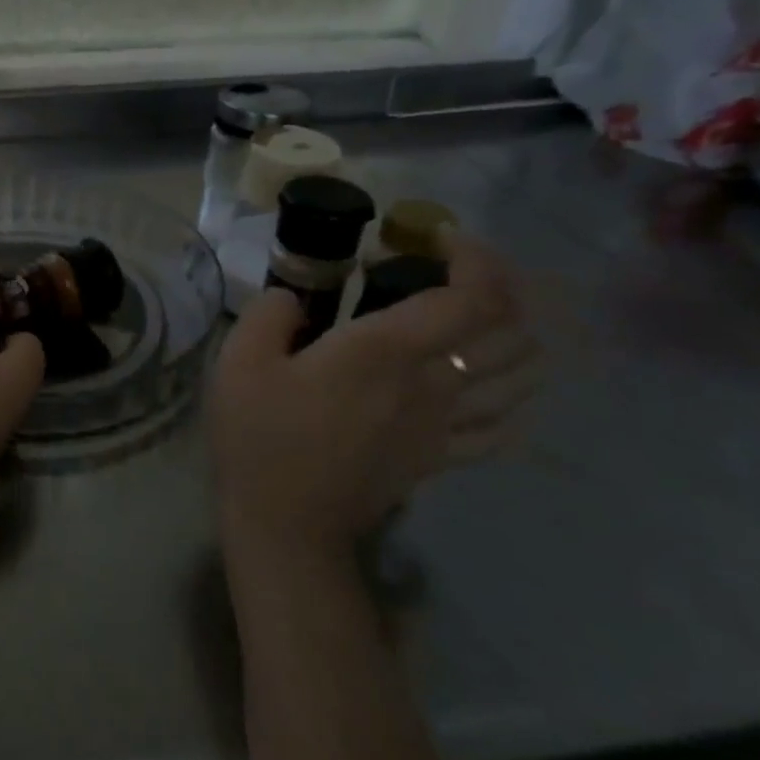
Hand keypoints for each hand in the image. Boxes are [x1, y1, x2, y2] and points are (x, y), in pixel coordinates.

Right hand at [209, 231, 538, 559]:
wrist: (285, 521)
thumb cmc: (260, 435)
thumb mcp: (240, 360)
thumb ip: (269, 313)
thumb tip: (292, 299)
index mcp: (385, 352)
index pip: (471, 298)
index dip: (476, 260)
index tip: (442, 238)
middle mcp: (431, 384)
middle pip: (510, 332)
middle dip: (503, 289)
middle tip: (459, 271)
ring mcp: (443, 426)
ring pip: (519, 378)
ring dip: (516, 338)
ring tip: (481, 318)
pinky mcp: (439, 459)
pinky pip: (503, 429)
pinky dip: (514, 400)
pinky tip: (495, 388)